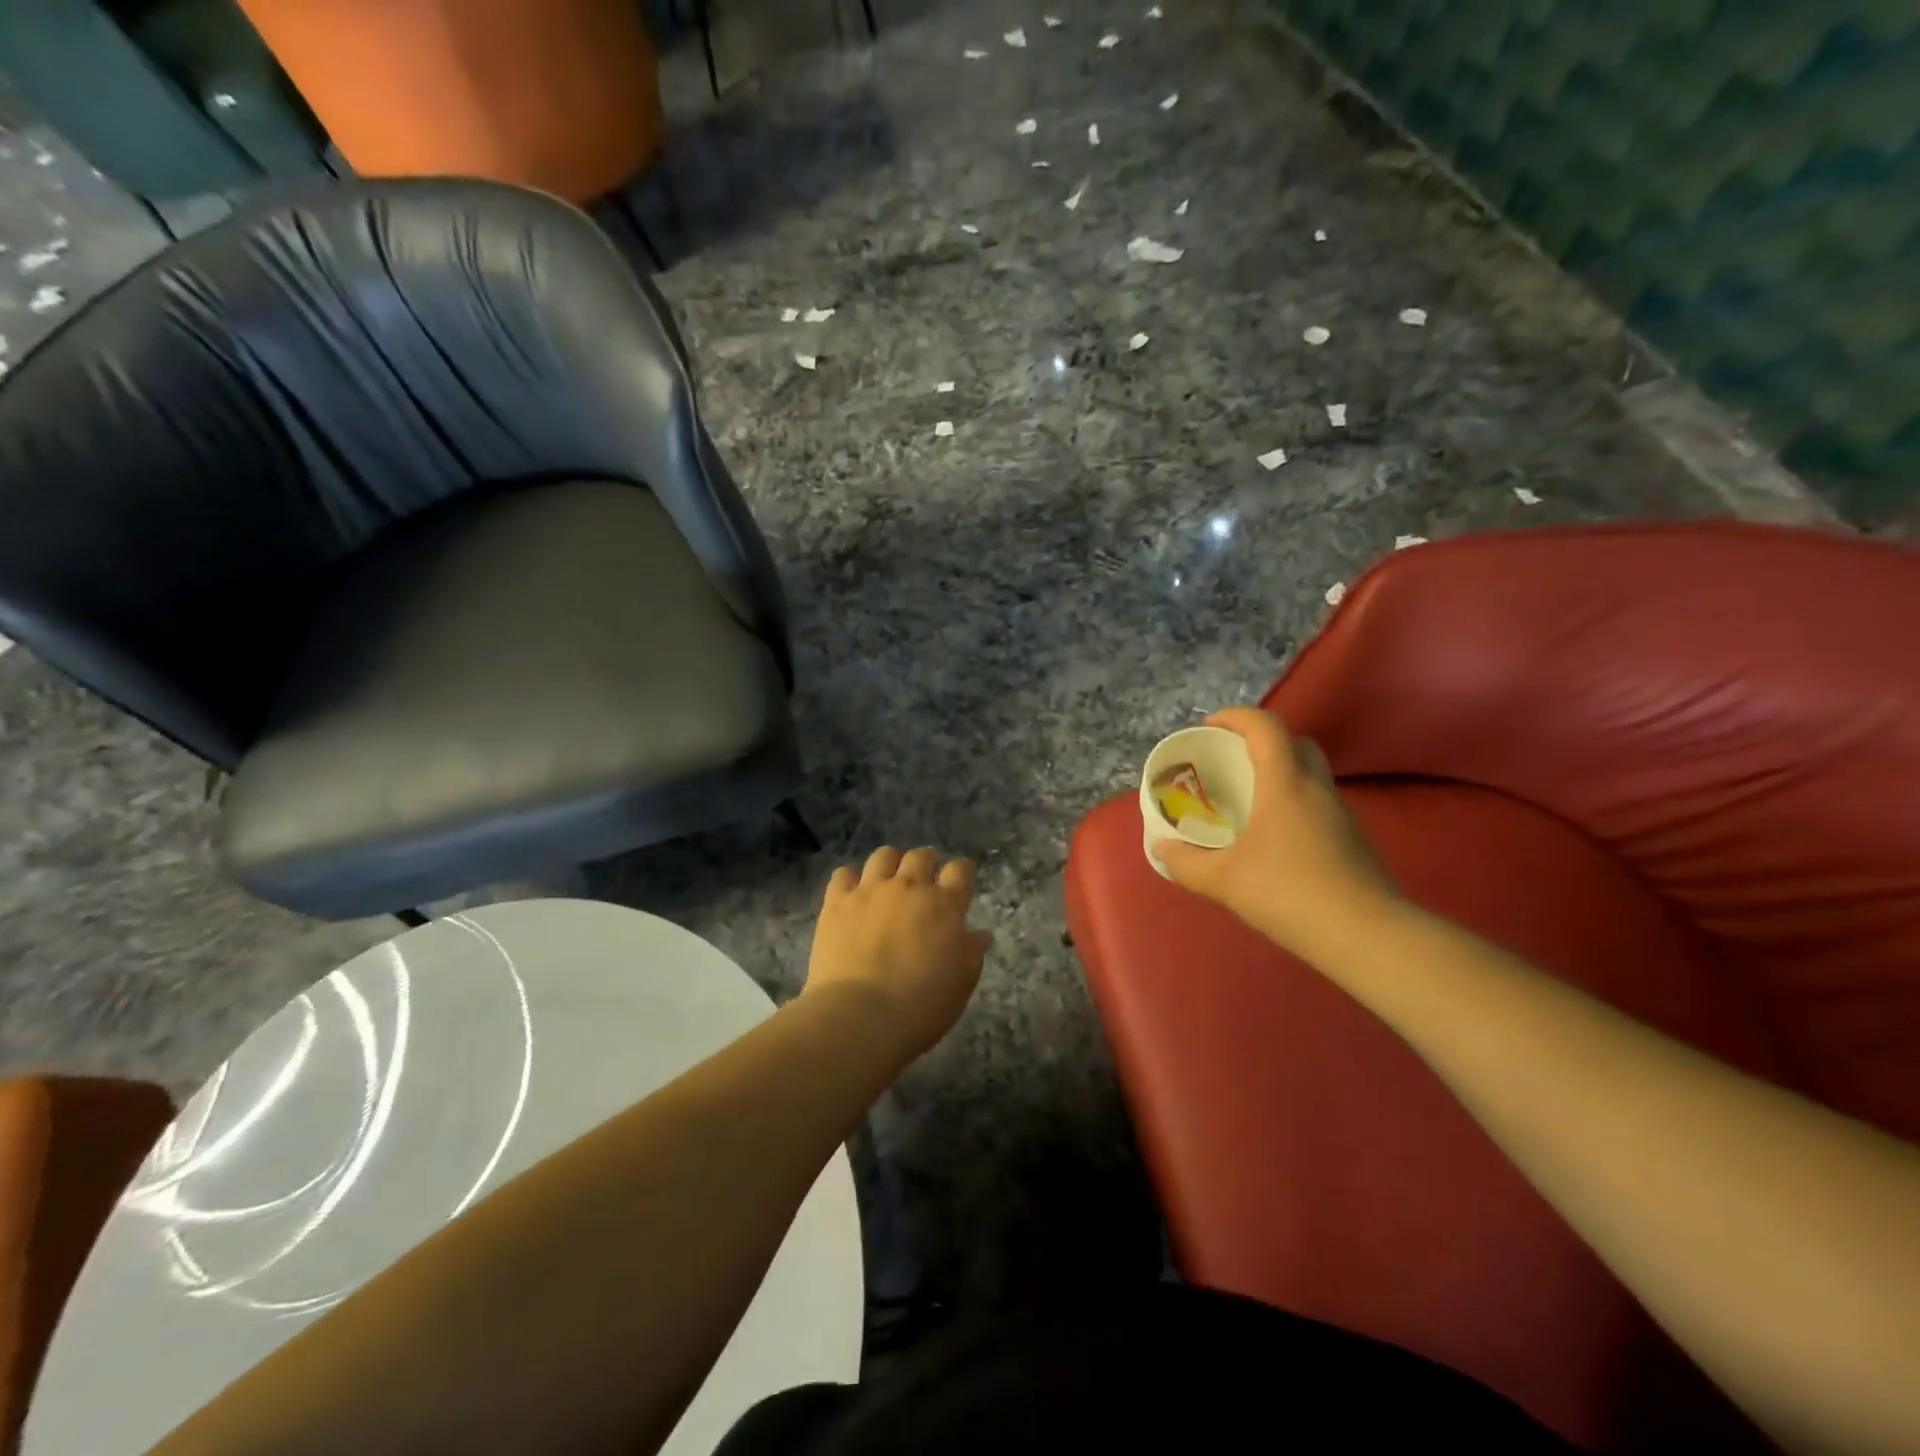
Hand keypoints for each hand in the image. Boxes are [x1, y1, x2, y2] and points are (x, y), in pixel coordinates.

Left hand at [804, 846, 992, 1058]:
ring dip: (891, 863)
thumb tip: (980, 935)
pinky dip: (850, 879)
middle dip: (926, 863)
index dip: (962, 871)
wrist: (860, 1016)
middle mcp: (909, 887)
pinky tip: (853, 894)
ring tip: (889, 880)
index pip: (960, 870)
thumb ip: (971, 954)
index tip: (960, 880)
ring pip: (883, 856)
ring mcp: (870, 891)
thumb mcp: (960, 985)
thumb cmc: (921, 1006)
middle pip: (921, 856)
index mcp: (945, 905)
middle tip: (924, 881)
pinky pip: (843, 874)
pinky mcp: (837, 902)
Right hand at [1159, 708, 1399, 955]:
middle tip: (1230, 763)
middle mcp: (1316, 788)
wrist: (1366, 936)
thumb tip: (1162, 848)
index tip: (1208, 728)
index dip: (1234, 717)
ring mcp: (1339, 814)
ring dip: (1278, 774)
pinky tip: (1272, 839)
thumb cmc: (1288, 893)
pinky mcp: (1351, 840)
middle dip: (1260, 742)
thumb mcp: (1223, 880)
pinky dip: (1292, 804)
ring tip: (1246, 801)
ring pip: (1309, 774)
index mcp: (1284, 783)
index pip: (1265, 726)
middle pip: (1294, 743)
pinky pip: (1316, 804)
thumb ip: (1186, 862)